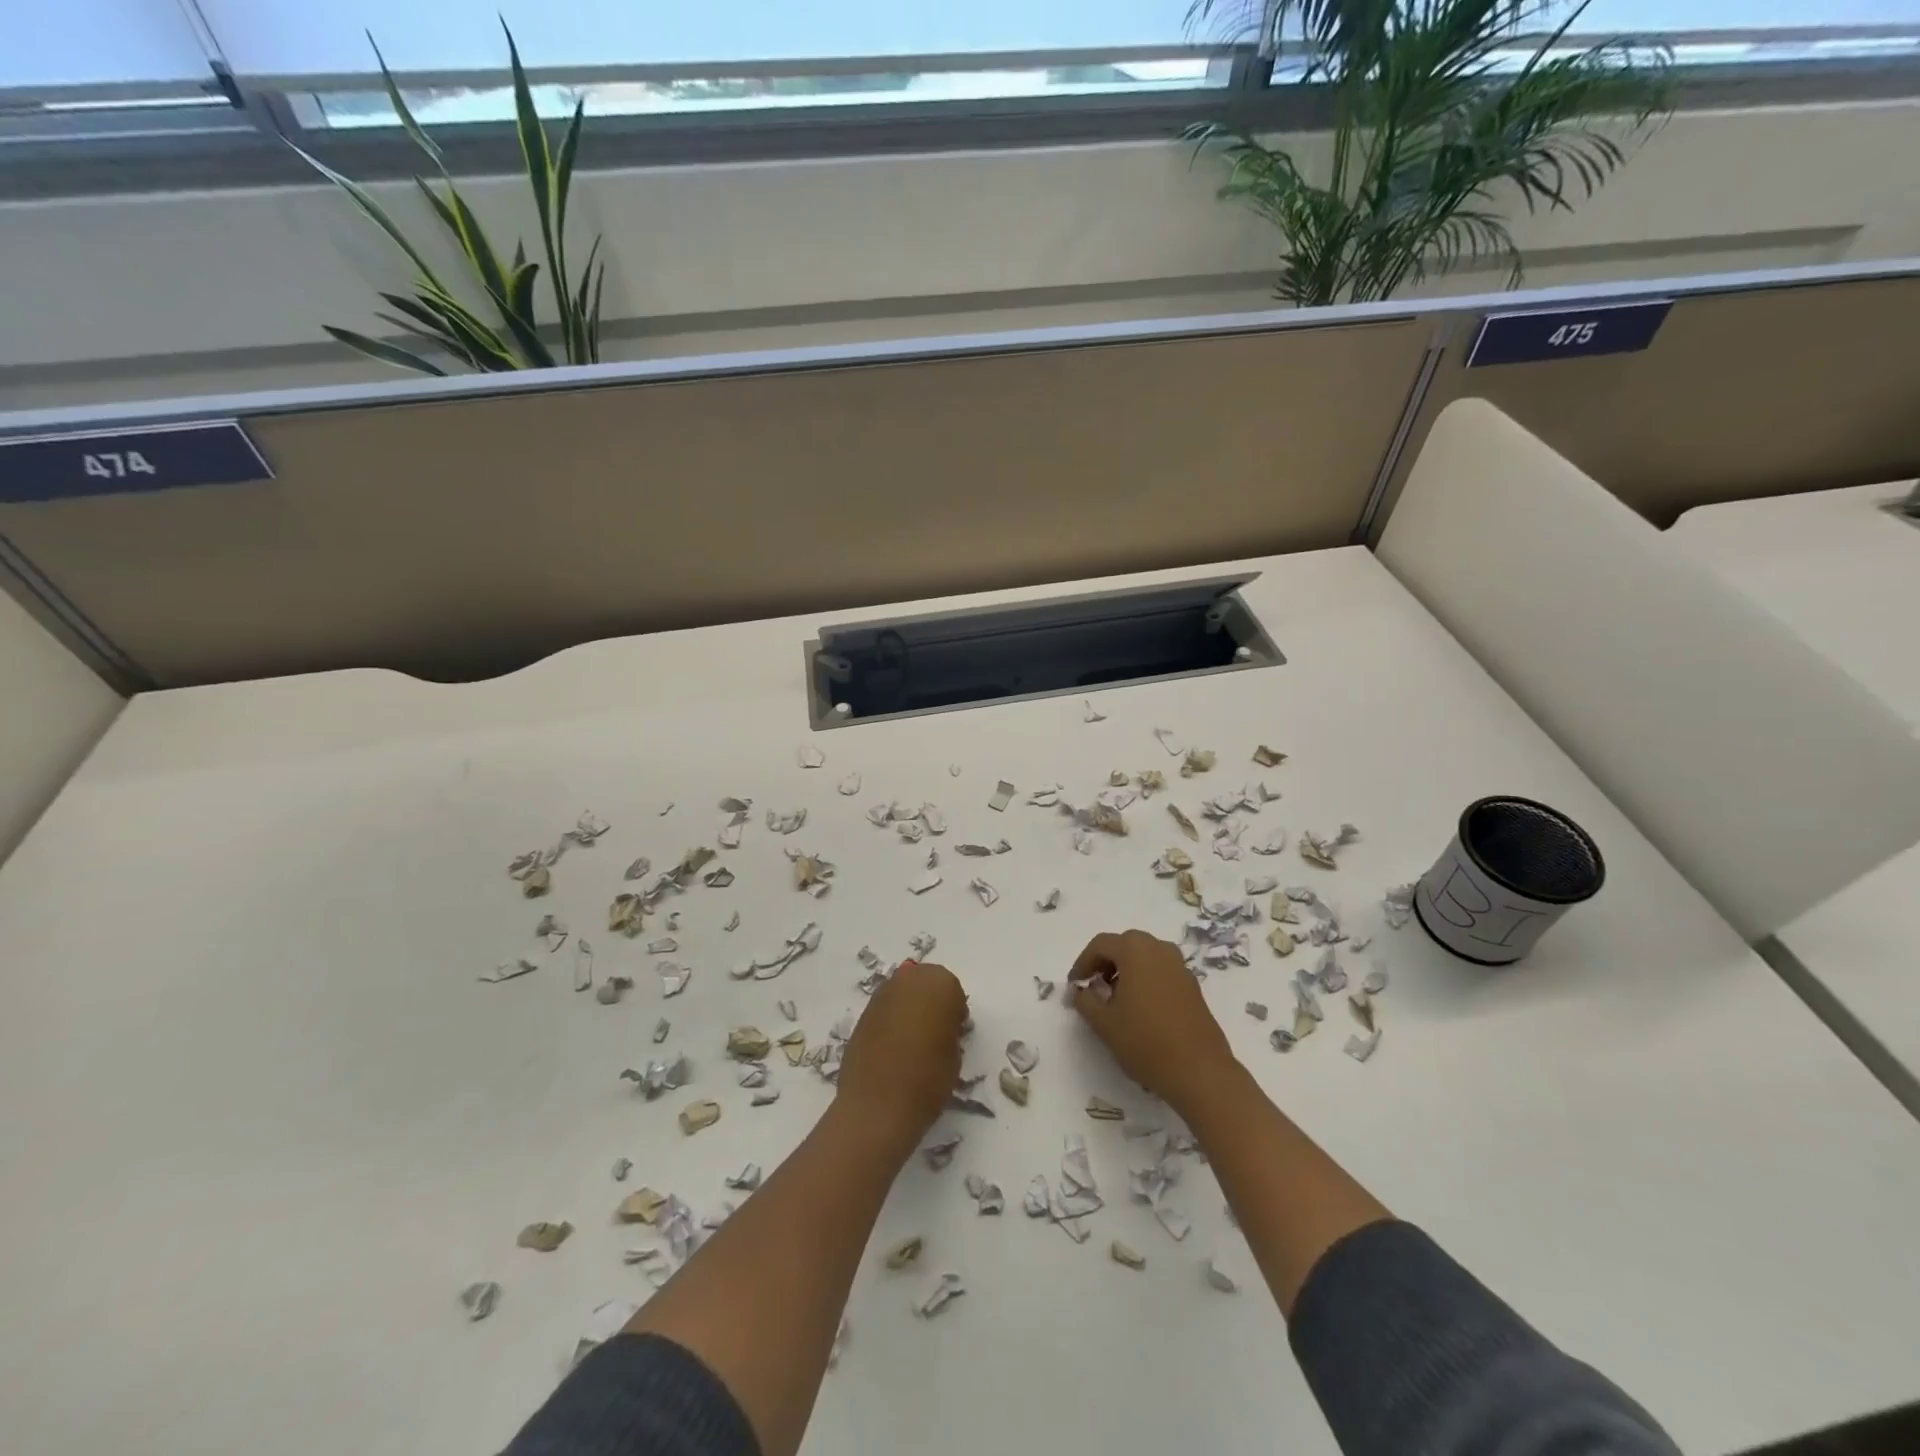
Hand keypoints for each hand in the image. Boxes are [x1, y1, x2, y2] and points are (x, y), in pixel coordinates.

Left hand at [835, 961, 968, 1152]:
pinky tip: (893, 1047)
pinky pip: (885, 1009)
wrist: (877, 1105)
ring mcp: (881, 995)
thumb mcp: (955, 1055)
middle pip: (925, 983)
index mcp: (939, 984)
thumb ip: (950, 1031)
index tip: (954, 1033)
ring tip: (913, 1041)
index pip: (952, 990)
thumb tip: (941, 1029)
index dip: (954, 1012)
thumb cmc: (928, 1079)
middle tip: (935, 1033)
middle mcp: (908, 980)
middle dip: (931, 1002)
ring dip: (910, 1009)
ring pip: (903, 994)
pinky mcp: (862, 1013)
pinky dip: (891, 1021)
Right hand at [1068, 930, 1237, 1112]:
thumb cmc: (1145, 1042)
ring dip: (1127, 970)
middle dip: (1106, 962)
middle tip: (1094, 987)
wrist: (1200, 1072)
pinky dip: (1146, 979)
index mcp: (1135, 950)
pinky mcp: (1193, 986)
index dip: (1083, 962)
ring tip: (1116, 998)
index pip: (1101, 944)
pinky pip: (1161, 971)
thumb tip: (1079, 991)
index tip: (1075, 985)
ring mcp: (1180, 967)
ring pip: (1145, 956)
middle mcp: (1160, 949)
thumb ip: (1085, 1001)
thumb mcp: (1104, 1023)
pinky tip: (1141, 1008)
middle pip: (1125, 945)